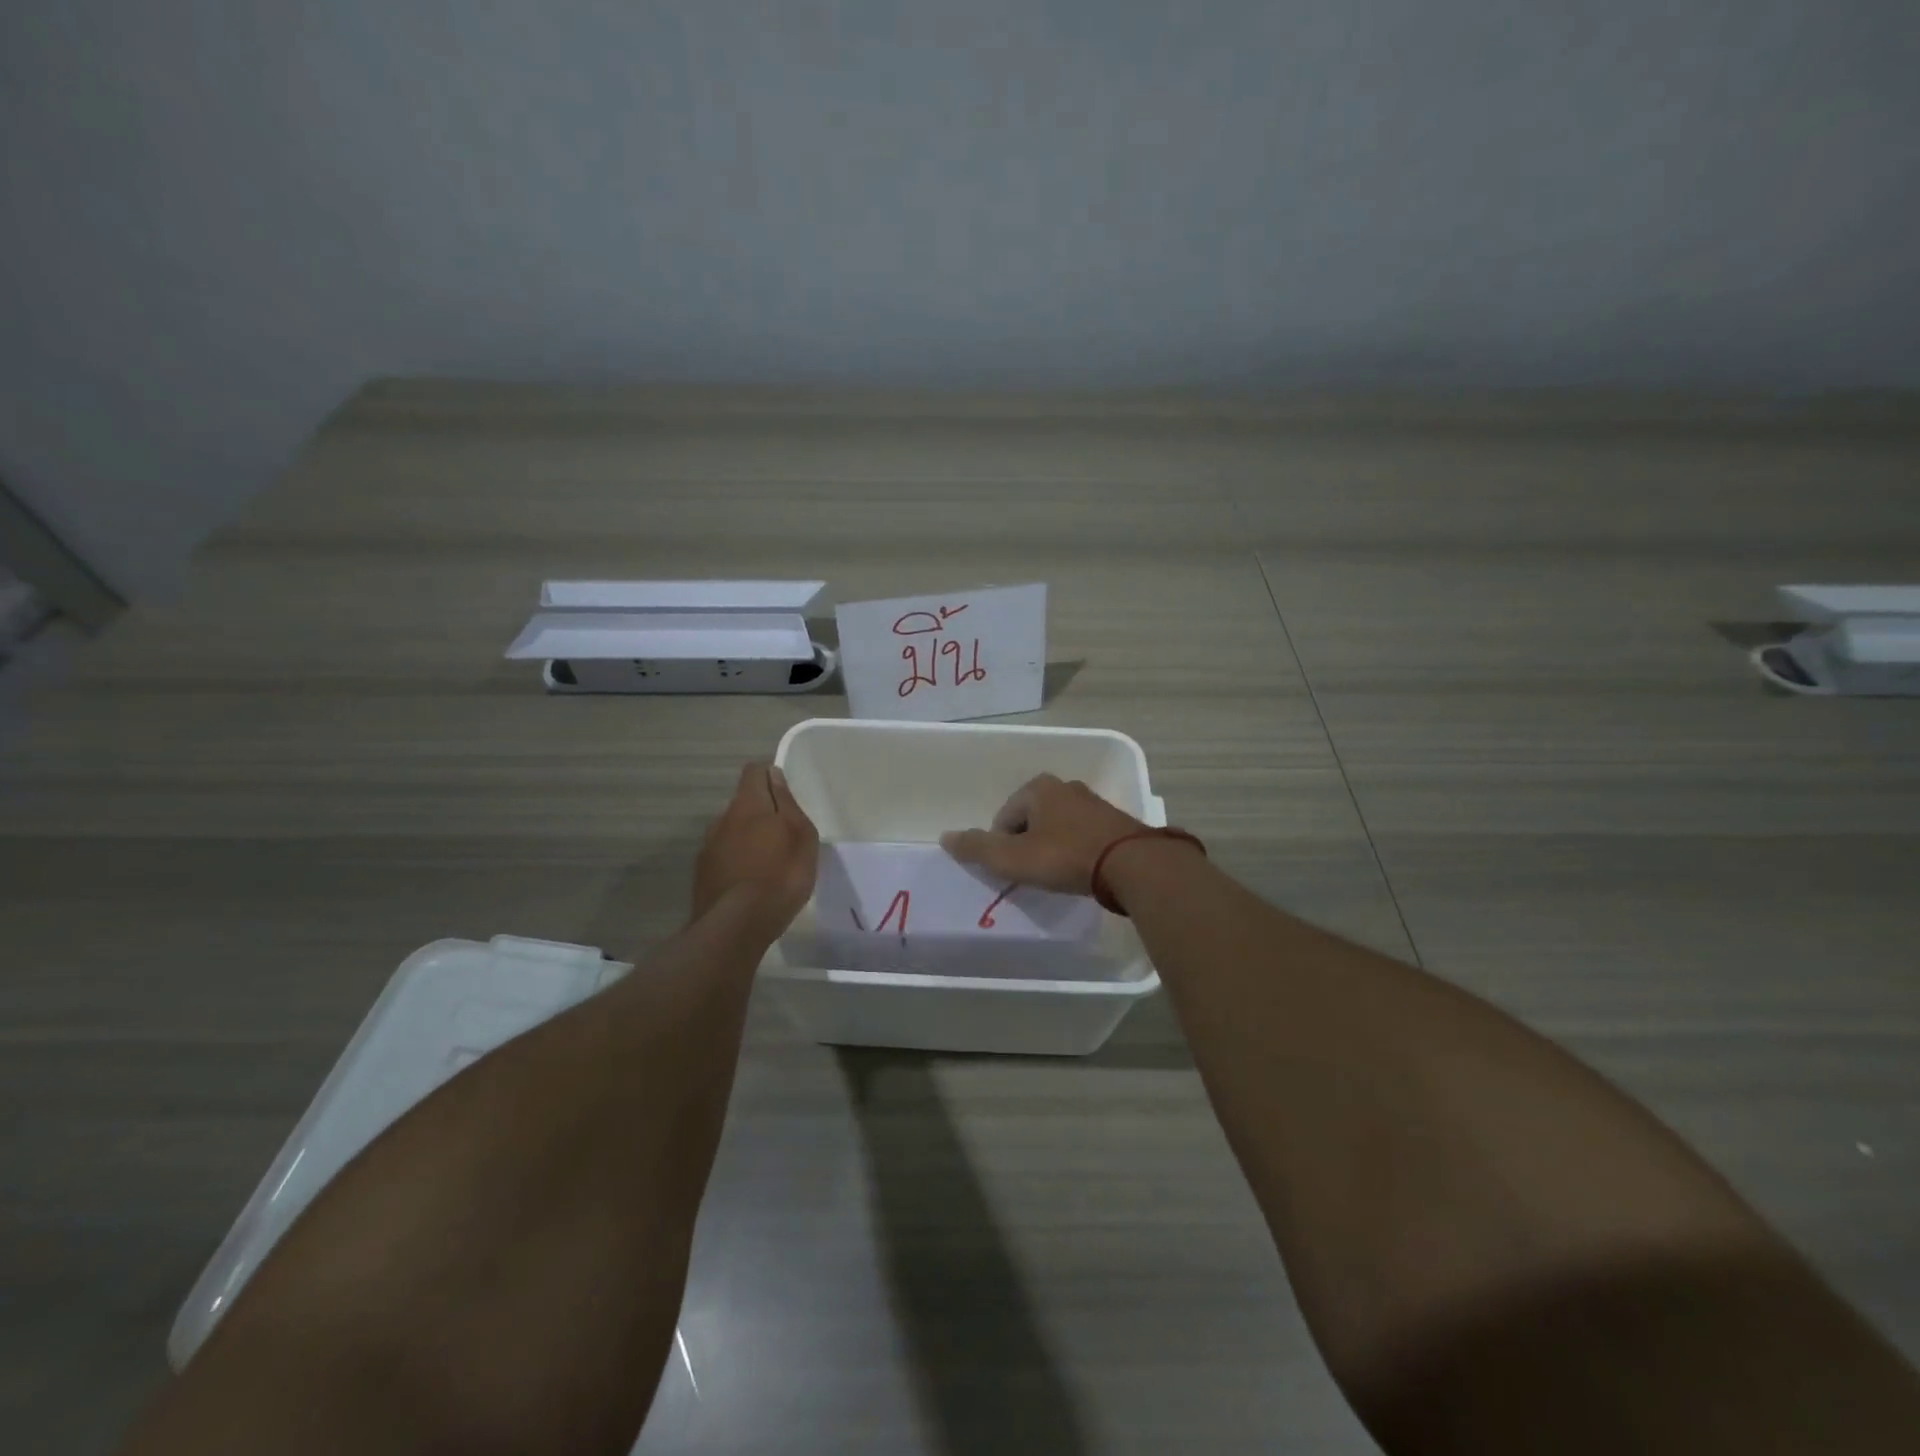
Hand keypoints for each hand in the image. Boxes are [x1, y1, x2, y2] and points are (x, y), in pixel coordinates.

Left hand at [691, 764, 818, 933]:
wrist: (735, 927)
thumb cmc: (779, 875)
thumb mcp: (800, 835)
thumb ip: (786, 802)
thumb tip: (774, 775)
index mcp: (748, 805)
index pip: (754, 771)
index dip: (770, 775)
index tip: (786, 793)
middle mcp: (723, 819)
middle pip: (743, 803)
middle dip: (762, 811)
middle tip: (784, 834)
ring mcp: (708, 847)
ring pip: (732, 830)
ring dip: (748, 838)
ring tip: (769, 862)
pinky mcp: (702, 874)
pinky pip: (724, 855)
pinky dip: (737, 860)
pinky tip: (751, 882)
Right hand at [940, 773, 1146, 894]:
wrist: (1131, 864)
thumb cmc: (1065, 857)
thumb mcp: (1012, 857)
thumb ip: (977, 848)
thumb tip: (945, 837)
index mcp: (1038, 788)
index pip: (1004, 818)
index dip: (1001, 847)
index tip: (1013, 871)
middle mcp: (1065, 787)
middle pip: (1030, 821)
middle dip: (1026, 845)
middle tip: (1032, 874)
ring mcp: (1093, 802)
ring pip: (1057, 827)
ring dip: (1051, 848)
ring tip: (1056, 875)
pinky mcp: (1114, 821)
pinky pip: (1082, 835)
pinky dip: (1075, 851)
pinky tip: (1080, 871)